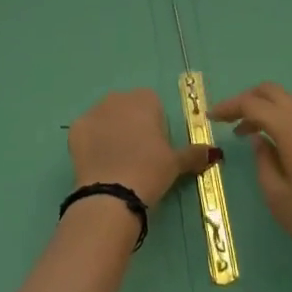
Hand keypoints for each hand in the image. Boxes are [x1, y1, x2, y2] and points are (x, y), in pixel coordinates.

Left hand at [68, 89, 219, 207]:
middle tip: (137, 156)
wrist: (112, 193)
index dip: (155, 126)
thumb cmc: (150, 171)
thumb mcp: (176, 163)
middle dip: (131, 126)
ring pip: (106, 118)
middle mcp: (117, 98)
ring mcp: (93, 111)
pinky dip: (92, 144)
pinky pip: (87, 132)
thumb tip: (215, 153)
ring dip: (111, 133)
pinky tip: (99, 164)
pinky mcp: (75, 129)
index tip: (155, 148)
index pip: (152, 105)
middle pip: (127, 108)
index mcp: (144, 99)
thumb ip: (195, 153)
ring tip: (117, 162)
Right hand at [210, 82, 291, 291]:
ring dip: (264, 110)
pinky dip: (281, 120)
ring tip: (246, 134)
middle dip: (246, 100)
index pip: (253, 104)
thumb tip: (259, 141)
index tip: (210, 118)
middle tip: (228, 120)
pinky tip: (273, 144)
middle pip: (271, 92)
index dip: (228, 107)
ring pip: (288, 103)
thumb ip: (263, 162)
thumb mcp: (278, 197)